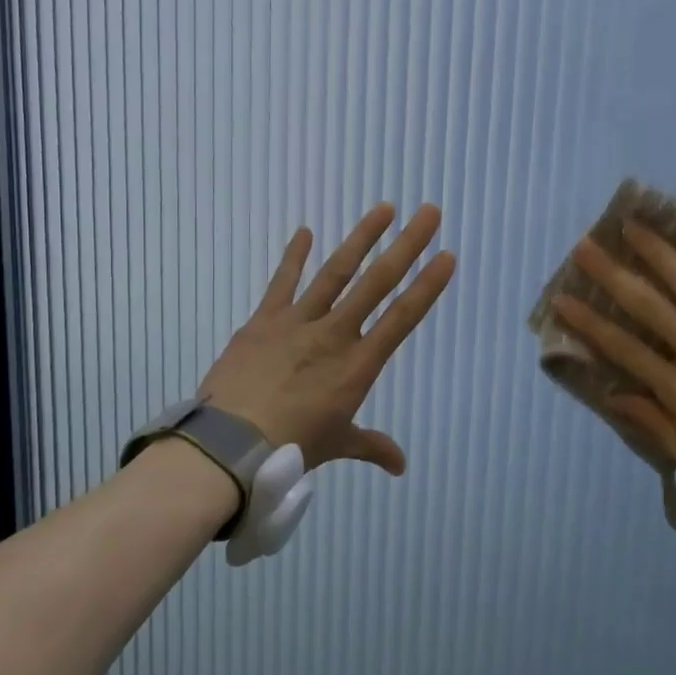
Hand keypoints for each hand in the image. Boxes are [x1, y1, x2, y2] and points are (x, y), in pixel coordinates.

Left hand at [199, 203, 456, 473]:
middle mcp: (334, 335)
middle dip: (406, 246)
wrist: (228, 446)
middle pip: (377, 283)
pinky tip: (305, 231)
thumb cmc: (289, 449)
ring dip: (361, 238)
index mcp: (357, 366)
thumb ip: (371, 446)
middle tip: (429, 212)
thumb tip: (400, 466)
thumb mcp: (335, 446)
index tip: (446, 257)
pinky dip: (294, 256)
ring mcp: (297, 323)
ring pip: (336, 272)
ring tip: (384, 208)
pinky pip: (282, 282)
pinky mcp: (263, 321)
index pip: (402, 318)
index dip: (427, 286)